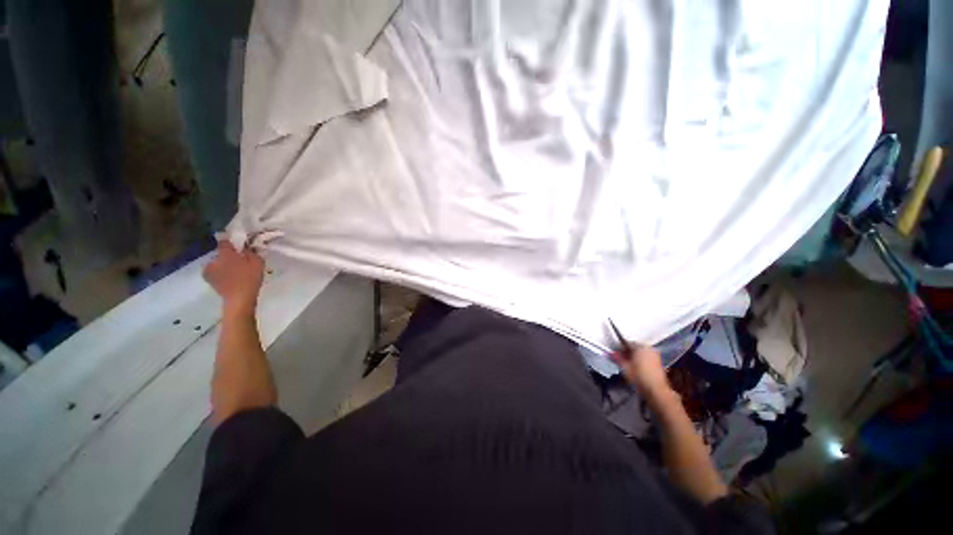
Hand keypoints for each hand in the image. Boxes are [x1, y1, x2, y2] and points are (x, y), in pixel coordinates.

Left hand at [203, 240, 264, 315]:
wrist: (239, 299)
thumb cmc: (250, 278)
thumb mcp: (257, 261)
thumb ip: (251, 251)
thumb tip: (246, 246)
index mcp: (224, 253)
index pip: (225, 241)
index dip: (233, 243)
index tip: (240, 246)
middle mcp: (213, 259)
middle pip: (221, 253)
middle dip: (229, 256)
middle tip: (241, 261)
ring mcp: (208, 270)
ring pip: (217, 263)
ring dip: (224, 265)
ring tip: (236, 271)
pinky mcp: (209, 280)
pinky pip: (215, 272)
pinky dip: (222, 273)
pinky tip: (230, 278)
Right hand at [612, 344, 671, 398]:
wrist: (656, 390)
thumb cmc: (639, 377)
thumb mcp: (625, 368)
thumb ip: (617, 358)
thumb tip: (610, 353)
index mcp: (640, 346)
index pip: (626, 342)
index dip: (619, 348)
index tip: (615, 354)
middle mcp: (649, 348)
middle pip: (634, 347)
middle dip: (627, 352)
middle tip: (621, 359)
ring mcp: (655, 354)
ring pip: (641, 352)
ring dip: (634, 356)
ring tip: (628, 364)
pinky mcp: (659, 362)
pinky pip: (647, 356)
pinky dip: (641, 359)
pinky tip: (637, 367)